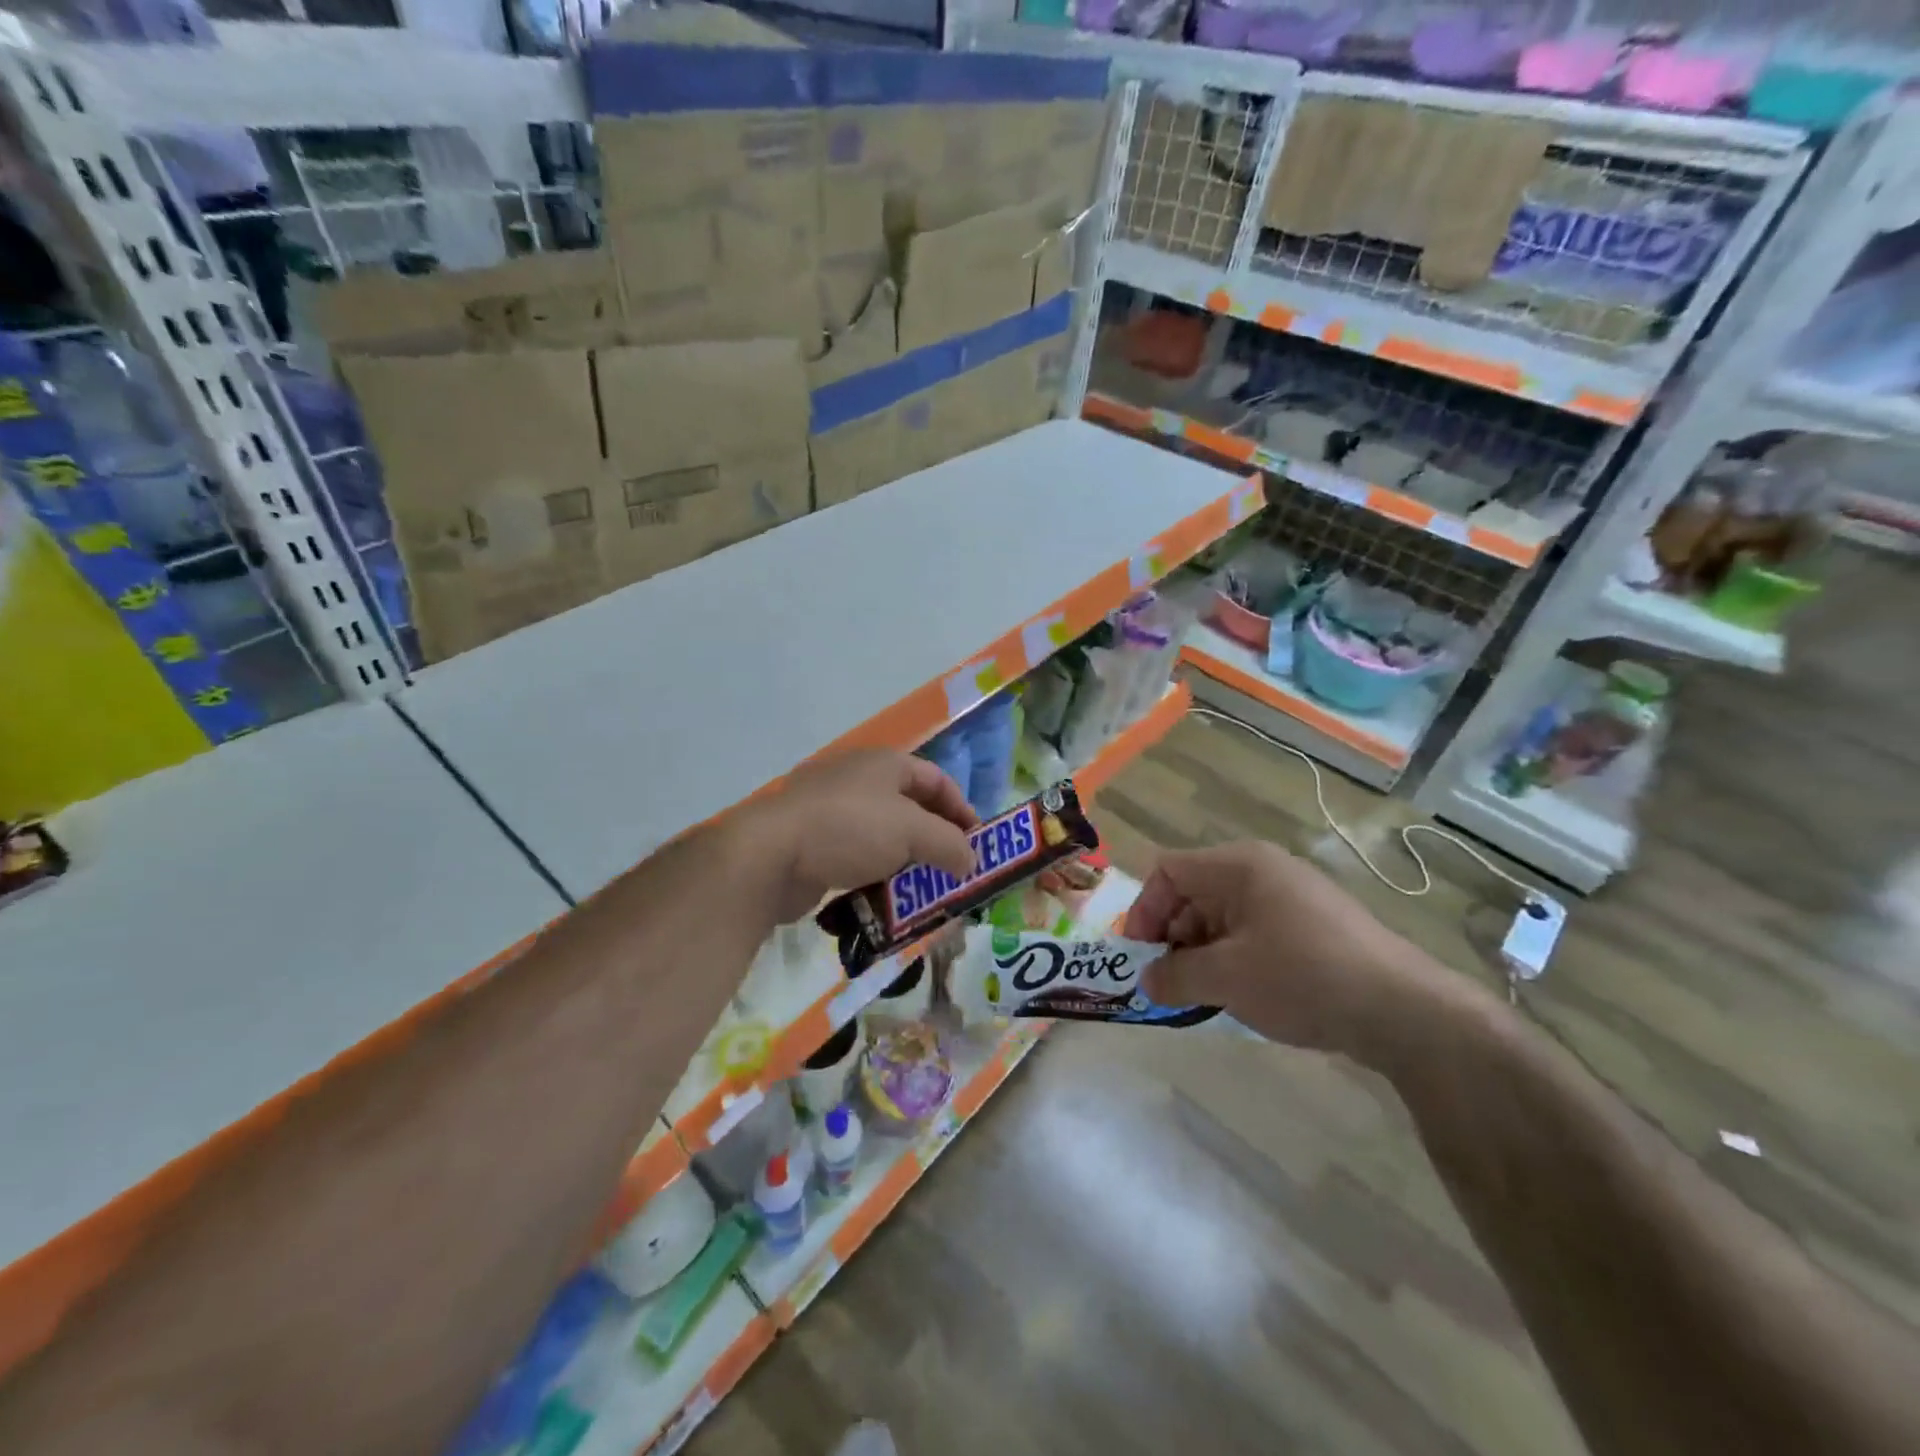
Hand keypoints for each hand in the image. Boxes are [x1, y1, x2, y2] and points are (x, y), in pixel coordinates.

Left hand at [739, 749, 977, 924]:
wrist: (771, 855)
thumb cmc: (850, 829)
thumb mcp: (913, 832)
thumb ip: (950, 844)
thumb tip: (971, 861)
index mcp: (885, 763)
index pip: (937, 779)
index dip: (962, 808)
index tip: (978, 844)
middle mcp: (858, 780)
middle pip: (910, 808)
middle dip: (935, 840)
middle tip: (953, 871)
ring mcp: (831, 811)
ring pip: (883, 836)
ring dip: (906, 863)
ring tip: (924, 892)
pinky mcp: (812, 843)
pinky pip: (856, 857)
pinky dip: (875, 876)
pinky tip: (885, 900)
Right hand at [1122, 841, 1449, 1068]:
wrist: (1404, 1010)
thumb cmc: (1302, 977)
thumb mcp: (1225, 978)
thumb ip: (1174, 976)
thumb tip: (1145, 981)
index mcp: (1238, 866)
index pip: (1167, 872)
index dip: (1144, 912)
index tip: (1139, 958)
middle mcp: (1263, 870)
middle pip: (1193, 893)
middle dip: (1172, 938)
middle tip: (1167, 983)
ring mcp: (1292, 897)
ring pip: (1223, 917)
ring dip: (1202, 954)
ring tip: (1201, 996)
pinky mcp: (1313, 926)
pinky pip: (1253, 933)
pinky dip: (1234, 960)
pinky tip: (1240, 995)